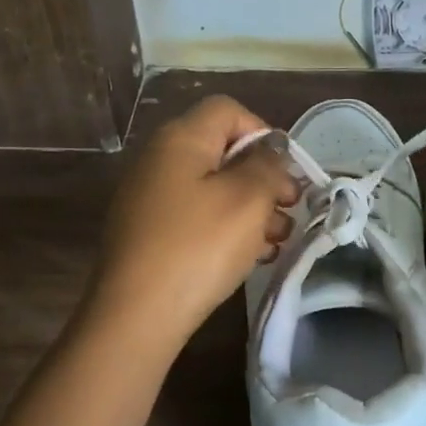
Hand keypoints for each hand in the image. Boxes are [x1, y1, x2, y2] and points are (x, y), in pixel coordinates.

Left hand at [89, 95, 298, 345]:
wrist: (136, 315)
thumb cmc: (198, 246)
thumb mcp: (247, 199)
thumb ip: (268, 165)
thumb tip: (271, 148)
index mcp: (180, 138)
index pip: (228, 110)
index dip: (264, 134)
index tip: (286, 173)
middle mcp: (159, 159)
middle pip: (222, 151)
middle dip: (263, 178)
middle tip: (290, 211)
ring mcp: (150, 197)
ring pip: (213, 188)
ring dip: (251, 209)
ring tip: (277, 242)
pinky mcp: (149, 232)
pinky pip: (196, 216)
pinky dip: (226, 229)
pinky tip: (251, 257)